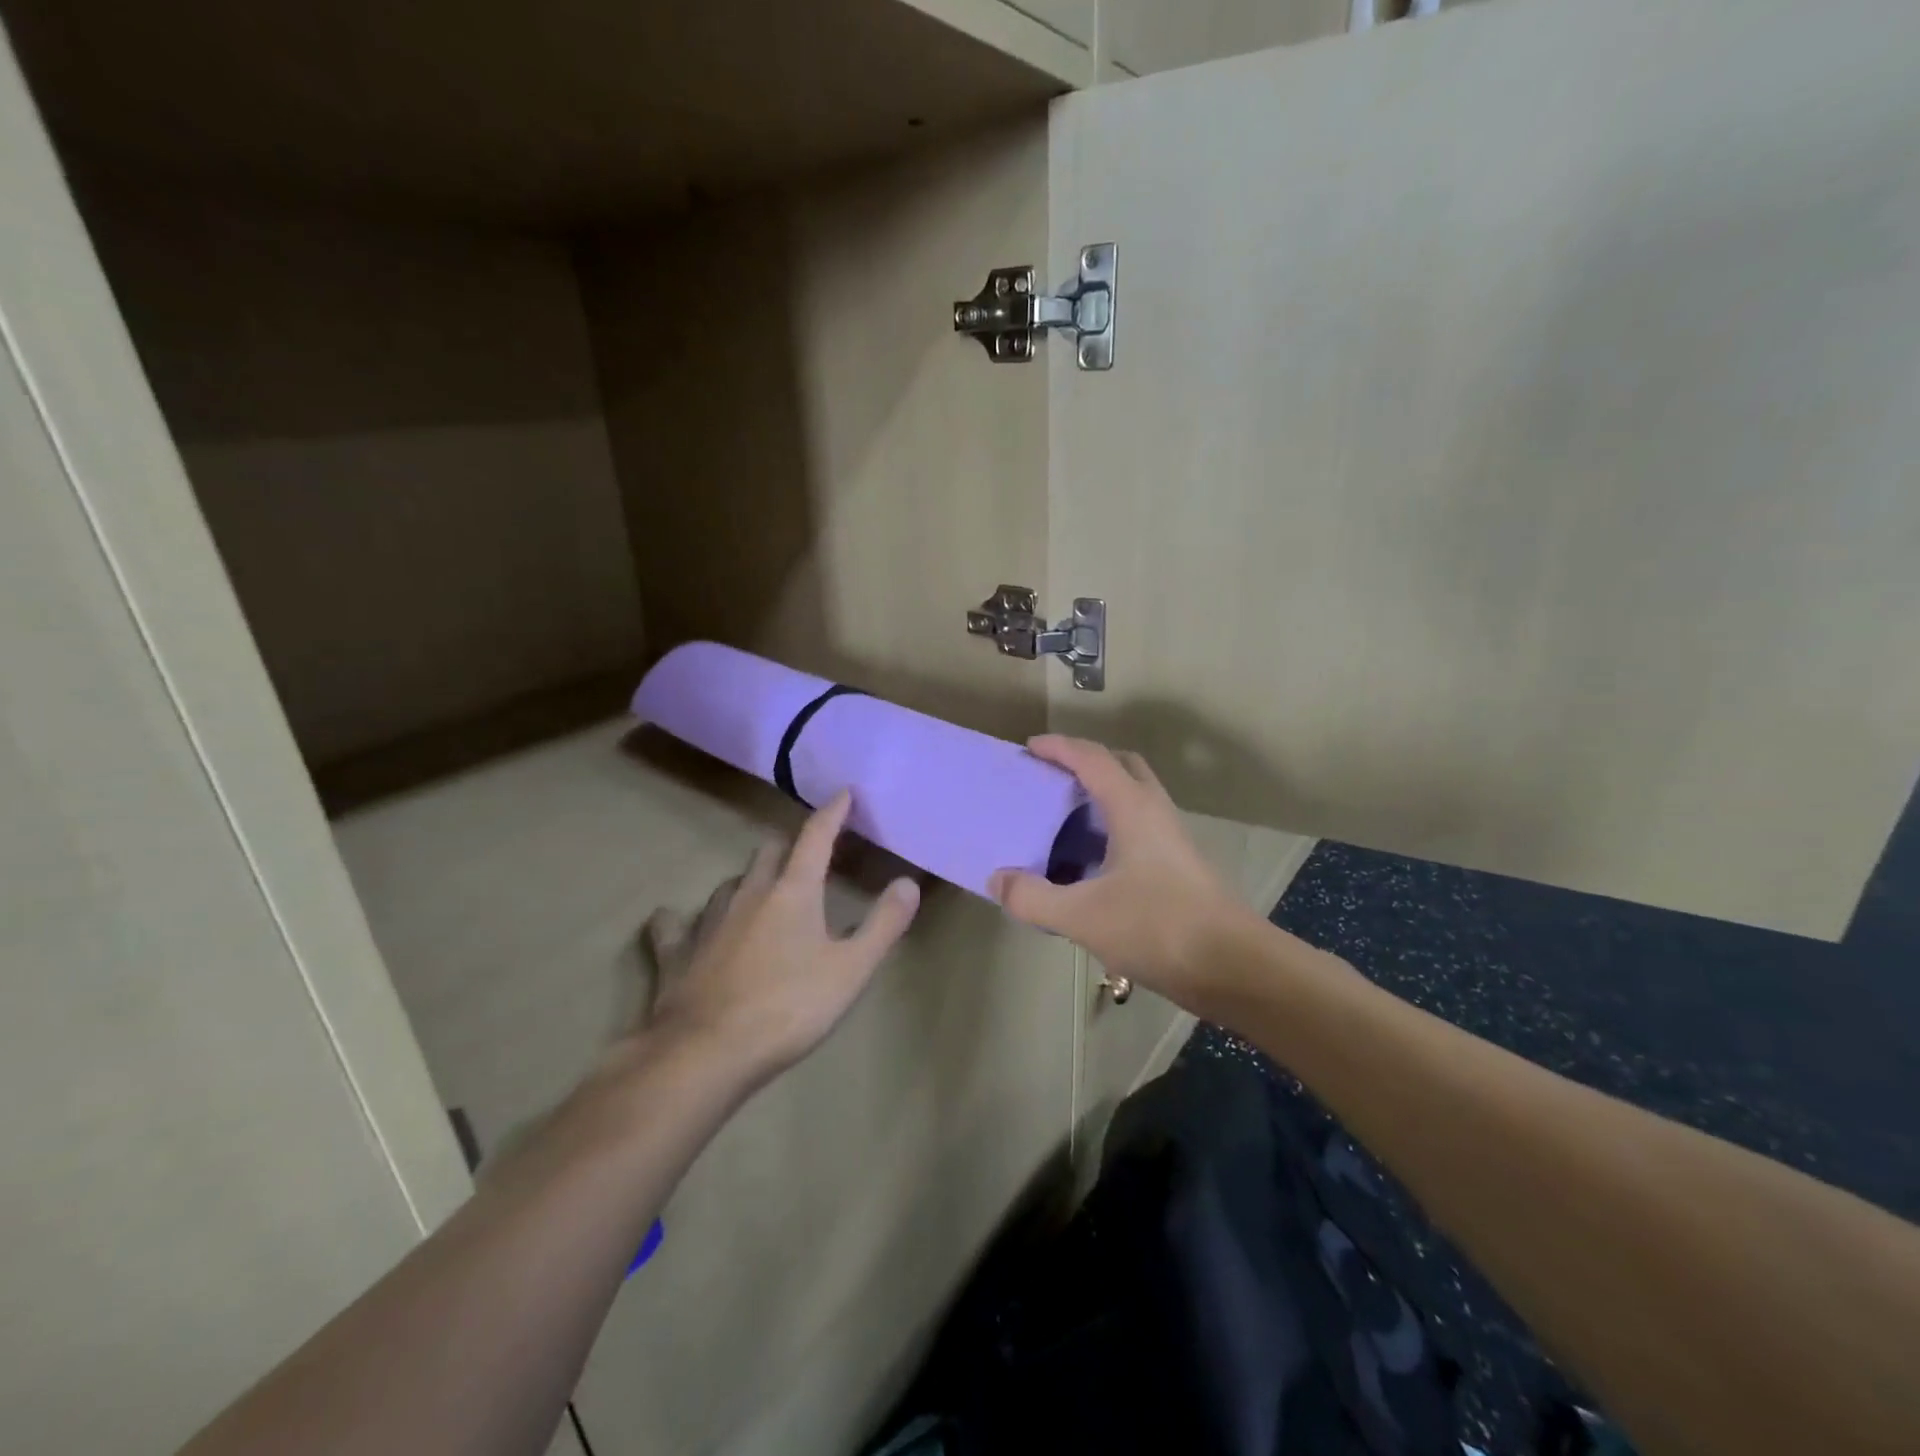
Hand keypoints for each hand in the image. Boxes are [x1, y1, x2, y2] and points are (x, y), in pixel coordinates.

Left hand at [634, 791, 919, 1089]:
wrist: (705, 1053)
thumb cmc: (788, 1008)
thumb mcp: (851, 969)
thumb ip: (883, 924)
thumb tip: (908, 882)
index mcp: (793, 891)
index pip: (816, 837)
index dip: (832, 812)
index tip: (843, 793)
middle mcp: (749, 893)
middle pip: (770, 852)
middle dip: (791, 848)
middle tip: (809, 859)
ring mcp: (707, 920)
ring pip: (731, 882)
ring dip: (750, 880)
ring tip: (762, 892)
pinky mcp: (675, 951)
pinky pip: (677, 924)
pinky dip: (684, 920)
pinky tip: (682, 925)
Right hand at [989, 736, 1257, 1007]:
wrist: (1233, 968)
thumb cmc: (1158, 928)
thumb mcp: (1082, 915)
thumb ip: (1033, 897)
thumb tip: (998, 878)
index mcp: (1132, 808)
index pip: (1092, 759)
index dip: (1059, 747)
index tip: (1029, 747)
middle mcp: (1155, 812)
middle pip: (1121, 766)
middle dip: (1085, 762)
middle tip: (1051, 777)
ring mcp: (1171, 839)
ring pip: (1133, 798)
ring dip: (1100, 796)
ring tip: (1062, 818)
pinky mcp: (1178, 866)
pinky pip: (1138, 828)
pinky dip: (1110, 829)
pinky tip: (1088, 863)